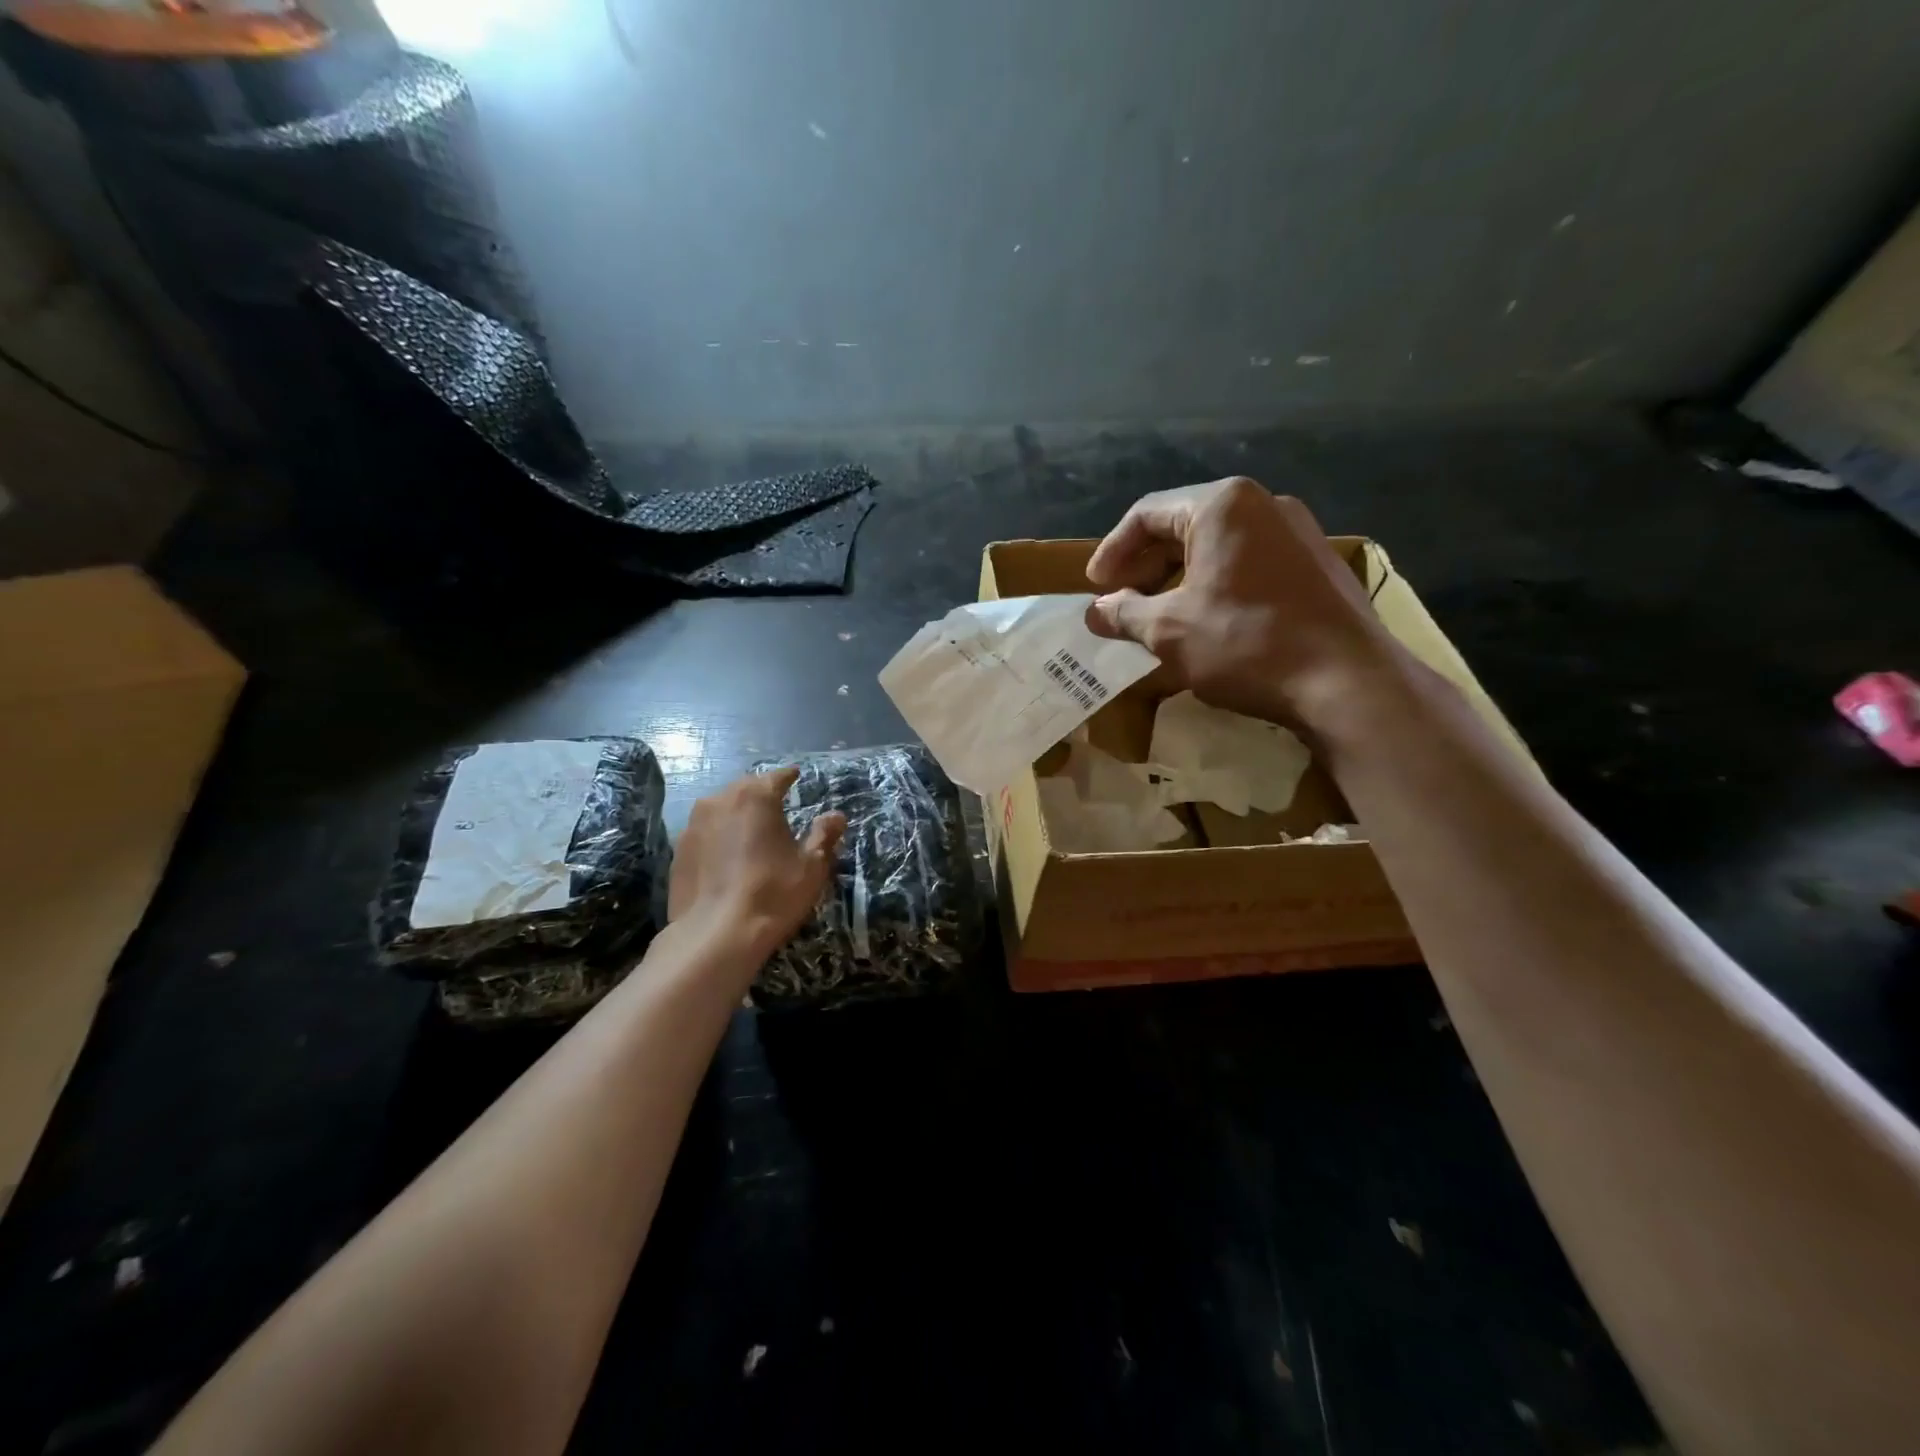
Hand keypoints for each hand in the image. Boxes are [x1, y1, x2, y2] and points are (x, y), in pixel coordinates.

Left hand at [668, 769, 845, 964]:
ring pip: (721, 809)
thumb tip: (836, 815)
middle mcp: (720, 800)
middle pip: (746, 788)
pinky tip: (727, 859)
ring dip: (737, 815)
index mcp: (756, 796)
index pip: (777, 776)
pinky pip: (705, 833)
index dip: (790, 777)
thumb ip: (824, 835)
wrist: (715, 935)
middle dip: (761, 795)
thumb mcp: (811, 866)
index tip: (797, 777)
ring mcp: (693, 825)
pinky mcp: (678, 851)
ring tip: (751, 833)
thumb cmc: (772, 893)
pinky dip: (718, 838)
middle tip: (777, 807)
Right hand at [1084, 476, 1400, 729]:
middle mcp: (1262, 505)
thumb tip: (1095, 612)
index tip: (1093, 589)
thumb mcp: (1168, 630)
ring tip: (1157, 619)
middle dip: (1145, 568)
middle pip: (1183, 527)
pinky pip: (1248, 566)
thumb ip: (1123, 614)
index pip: (1146, 515)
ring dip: (1177, 581)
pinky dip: (1215, 588)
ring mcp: (1297, 534)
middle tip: (1120, 605)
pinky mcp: (1316, 566)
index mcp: (1221, 506)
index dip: (1111, 552)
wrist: (1348, 682)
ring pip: (1217, 549)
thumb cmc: (1246, 643)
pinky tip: (1205, 625)